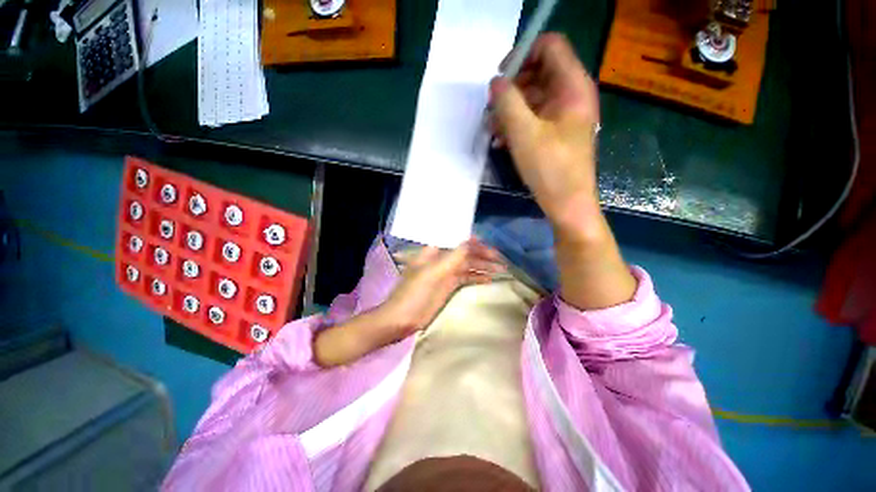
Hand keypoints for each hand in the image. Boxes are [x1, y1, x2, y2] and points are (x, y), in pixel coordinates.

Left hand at [380, 238, 504, 336]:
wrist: (401, 319)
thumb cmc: (414, 294)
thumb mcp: (433, 273)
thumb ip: (454, 257)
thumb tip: (473, 240)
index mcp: (435, 251)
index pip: (458, 241)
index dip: (475, 242)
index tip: (492, 248)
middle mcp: (441, 259)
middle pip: (466, 253)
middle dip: (483, 255)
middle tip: (501, 261)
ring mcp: (445, 273)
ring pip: (468, 266)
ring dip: (483, 267)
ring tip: (501, 270)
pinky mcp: (448, 286)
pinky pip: (465, 278)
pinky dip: (477, 277)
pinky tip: (488, 279)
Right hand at [489, 33, 601, 242]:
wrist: (567, 204)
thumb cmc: (550, 169)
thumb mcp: (524, 133)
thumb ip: (507, 102)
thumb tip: (495, 82)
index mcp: (572, 87)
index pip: (549, 46)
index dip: (522, 55)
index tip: (500, 79)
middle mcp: (571, 95)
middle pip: (538, 72)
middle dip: (511, 88)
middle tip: (491, 109)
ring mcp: (564, 115)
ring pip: (533, 97)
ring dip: (510, 110)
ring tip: (492, 130)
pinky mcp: (556, 132)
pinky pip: (534, 117)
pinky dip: (517, 124)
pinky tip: (502, 141)